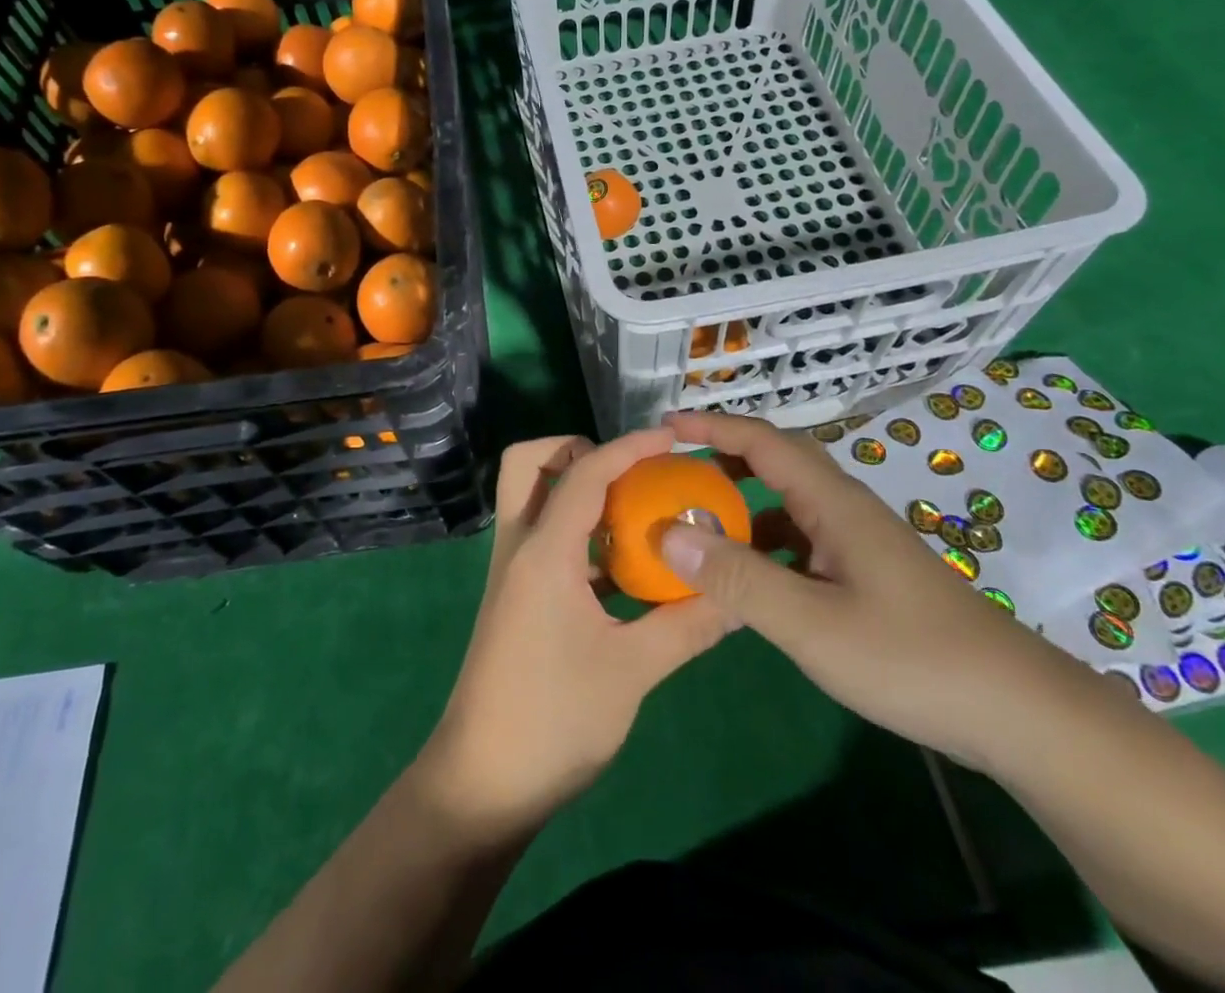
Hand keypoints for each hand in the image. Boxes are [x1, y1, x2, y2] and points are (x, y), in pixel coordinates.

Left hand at [418, 430, 731, 836]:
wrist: (482, 785)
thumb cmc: (554, 720)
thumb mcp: (633, 671)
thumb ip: (689, 625)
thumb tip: (742, 597)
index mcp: (543, 552)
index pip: (584, 473)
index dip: (628, 447)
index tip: (671, 439)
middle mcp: (520, 548)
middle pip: (528, 465)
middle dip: (575, 451)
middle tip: (628, 473)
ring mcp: (513, 574)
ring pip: (532, 502)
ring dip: (577, 492)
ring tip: (637, 513)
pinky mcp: (517, 600)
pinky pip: (545, 542)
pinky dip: (579, 535)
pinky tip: (624, 570)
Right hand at [656, 412, 1093, 770]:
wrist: (1018, 712)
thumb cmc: (911, 658)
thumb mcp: (812, 625)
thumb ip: (738, 580)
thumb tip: (667, 532)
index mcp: (832, 503)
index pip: (762, 441)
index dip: (712, 427)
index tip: (664, 427)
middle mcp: (844, 510)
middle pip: (776, 463)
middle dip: (722, 457)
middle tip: (672, 469)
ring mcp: (859, 543)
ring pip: (788, 506)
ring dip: (742, 505)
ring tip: (696, 524)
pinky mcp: (867, 576)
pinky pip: (801, 543)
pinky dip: (765, 547)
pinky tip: (747, 581)